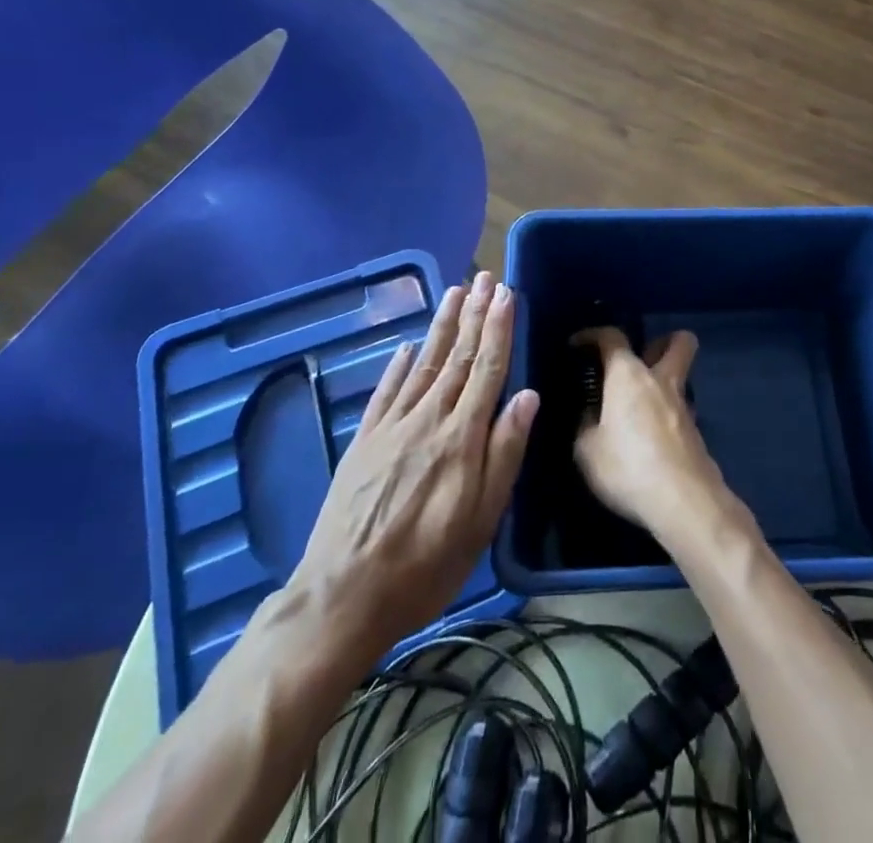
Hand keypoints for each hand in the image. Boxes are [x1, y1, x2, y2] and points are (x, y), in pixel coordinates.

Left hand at [280, 273, 538, 668]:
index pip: (486, 369)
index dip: (498, 329)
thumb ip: (504, 453)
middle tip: (484, 278)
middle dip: (474, 315)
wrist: (344, 595)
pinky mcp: (364, 440)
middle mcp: (428, 419)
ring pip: (423, 364)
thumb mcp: (481, 520)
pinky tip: (405, 346)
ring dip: (441, 326)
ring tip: (454, 293)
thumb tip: (527, 396)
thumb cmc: (426, 565)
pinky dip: (398, 365)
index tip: (506, 293)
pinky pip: (386, 391)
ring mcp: (392, 426)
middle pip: (456, 357)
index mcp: (462, 437)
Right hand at [572, 326, 730, 538]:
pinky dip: (666, 415)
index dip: (592, 335)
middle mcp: (660, 380)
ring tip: (638, 407)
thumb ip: (585, 425)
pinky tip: (650, 438)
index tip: (578, 345)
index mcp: (628, 375)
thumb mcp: (587, 450)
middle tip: (638, 361)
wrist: (684, 501)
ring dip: (663, 382)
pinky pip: (679, 410)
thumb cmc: (628, 467)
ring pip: (681, 377)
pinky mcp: (696, 432)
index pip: (612, 337)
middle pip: (678, 342)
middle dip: (661, 342)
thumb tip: (590, 415)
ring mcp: (683, 406)